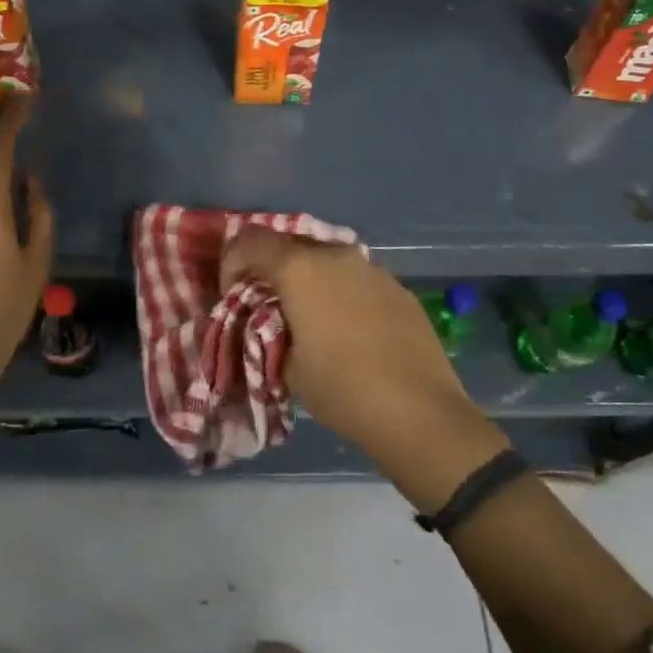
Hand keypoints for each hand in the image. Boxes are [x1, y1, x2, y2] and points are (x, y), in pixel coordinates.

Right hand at [222, 228, 504, 508]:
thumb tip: (269, 321)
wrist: (419, 412)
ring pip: (326, 260)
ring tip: (309, 319)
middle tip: (267, 305)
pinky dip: (340, 293)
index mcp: (300, 267)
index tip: (233, 294)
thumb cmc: (341, 388)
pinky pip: (356, 279)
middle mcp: (335, 255)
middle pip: (289, 245)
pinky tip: (348, 330)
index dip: (232, 262)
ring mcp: (372, 268)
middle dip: (271, 269)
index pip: (250, 240)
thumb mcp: (286, 366)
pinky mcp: (398, 288)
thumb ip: (267, 330)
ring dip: (308, 280)